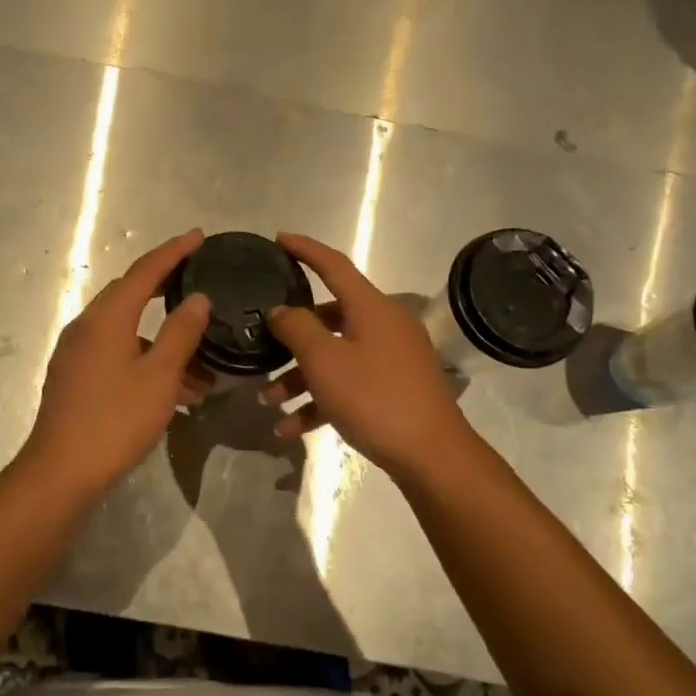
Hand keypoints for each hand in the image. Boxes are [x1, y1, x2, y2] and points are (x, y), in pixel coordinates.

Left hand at [20, 229, 214, 498]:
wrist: (60, 471)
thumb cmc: (115, 420)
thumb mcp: (159, 376)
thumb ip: (180, 333)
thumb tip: (197, 298)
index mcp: (107, 317)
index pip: (144, 271)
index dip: (173, 251)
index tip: (199, 237)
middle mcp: (87, 325)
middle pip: (130, 294)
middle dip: (166, 288)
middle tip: (198, 282)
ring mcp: (76, 351)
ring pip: (126, 330)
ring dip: (161, 339)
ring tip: (201, 364)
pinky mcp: (74, 375)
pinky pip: (115, 352)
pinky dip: (145, 358)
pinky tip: (172, 388)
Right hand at [261, 232, 476, 479]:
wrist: (432, 456)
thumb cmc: (374, 398)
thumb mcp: (324, 361)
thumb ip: (296, 328)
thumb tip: (281, 311)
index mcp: (371, 307)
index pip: (333, 265)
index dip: (305, 250)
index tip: (278, 239)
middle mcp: (384, 325)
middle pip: (329, 318)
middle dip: (292, 336)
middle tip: (263, 343)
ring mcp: (392, 358)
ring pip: (336, 356)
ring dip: (300, 377)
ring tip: (270, 401)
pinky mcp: (395, 388)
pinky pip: (350, 384)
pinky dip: (322, 400)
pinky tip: (291, 428)